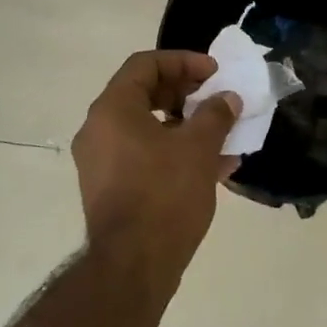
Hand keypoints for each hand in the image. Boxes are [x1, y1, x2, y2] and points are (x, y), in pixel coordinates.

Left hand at [71, 51, 240, 286]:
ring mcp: (101, 162)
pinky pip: (144, 157)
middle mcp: (99, 130)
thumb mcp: (198, 149)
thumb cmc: (164, 195)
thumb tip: (227, 98)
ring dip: (185, 127)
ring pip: (147, 129)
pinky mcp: (111, 189)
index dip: (183, 62)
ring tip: (223, 135)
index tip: (214, 73)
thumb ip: (215, 115)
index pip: (145, 65)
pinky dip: (174, 153)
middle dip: (186, 94)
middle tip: (216, 100)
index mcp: (113, 110)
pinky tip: (213, 167)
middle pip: (144, 95)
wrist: (133, 265)